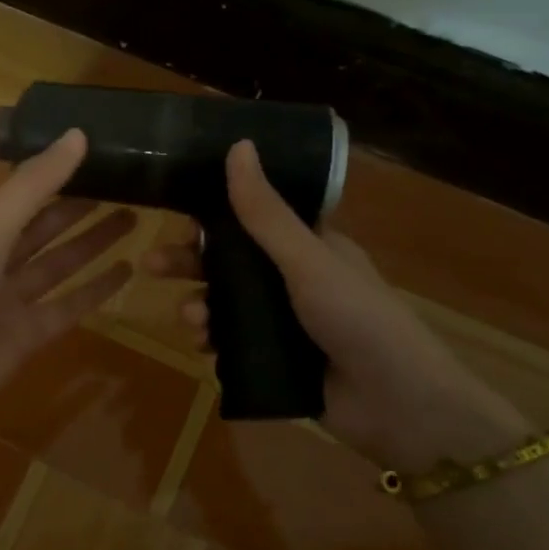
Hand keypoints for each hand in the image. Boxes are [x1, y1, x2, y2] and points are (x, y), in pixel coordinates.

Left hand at [0, 130, 134, 477]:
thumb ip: (32, 186)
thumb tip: (78, 133)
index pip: (19, 194)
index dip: (55, 176)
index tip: (96, 156)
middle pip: (41, 228)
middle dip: (79, 208)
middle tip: (126, 187)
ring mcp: (7, 301)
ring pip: (58, 264)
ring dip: (92, 244)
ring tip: (134, 219)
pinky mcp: (26, 337)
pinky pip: (67, 306)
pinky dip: (95, 290)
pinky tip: (125, 271)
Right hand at [145, 140, 527, 472]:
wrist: (397, 404)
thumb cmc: (357, 317)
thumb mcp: (308, 260)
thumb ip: (265, 212)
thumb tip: (238, 145)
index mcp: (308, 246)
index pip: (252, 218)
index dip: (214, 215)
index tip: (178, 216)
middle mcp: (293, 279)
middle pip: (230, 261)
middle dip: (190, 262)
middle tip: (151, 265)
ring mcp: (283, 322)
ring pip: (226, 304)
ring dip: (199, 304)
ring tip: (189, 319)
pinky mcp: (275, 360)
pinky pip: (231, 343)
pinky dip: (212, 341)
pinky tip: (202, 347)